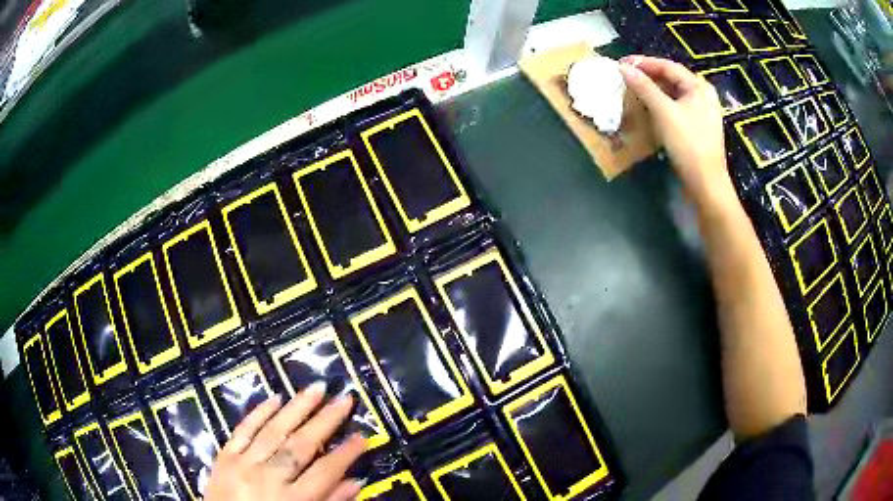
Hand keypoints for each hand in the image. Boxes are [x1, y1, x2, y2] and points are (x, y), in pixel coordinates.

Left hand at [204, 384, 366, 500]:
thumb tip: (356, 481)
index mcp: (291, 500)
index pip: (325, 472)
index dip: (346, 453)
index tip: (363, 436)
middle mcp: (268, 478)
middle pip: (301, 446)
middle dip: (325, 421)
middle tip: (345, 399)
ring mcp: (243, 463)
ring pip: (274, 430)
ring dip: (297, 408)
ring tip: (316, 388)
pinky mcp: (224, 455)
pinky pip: (243, 429)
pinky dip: (259, 412)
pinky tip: (275, 398)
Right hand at [619, 55, 735, 209]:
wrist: (706, 184)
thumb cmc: (688, 144)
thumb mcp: (664, 112)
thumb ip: (644, 87)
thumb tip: (623, 68)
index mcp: (699, 86)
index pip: (667, 66)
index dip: (643, 63)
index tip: (621, 64)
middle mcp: (703, 95)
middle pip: (671, 78)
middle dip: (648, 76)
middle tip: (625, 76)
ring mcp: (702, 112)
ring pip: (673, 93)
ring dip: (653, 90)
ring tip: (633, 90)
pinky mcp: (698, 127)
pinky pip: (676, 107)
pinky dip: (661, 104)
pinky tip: (649, 107)